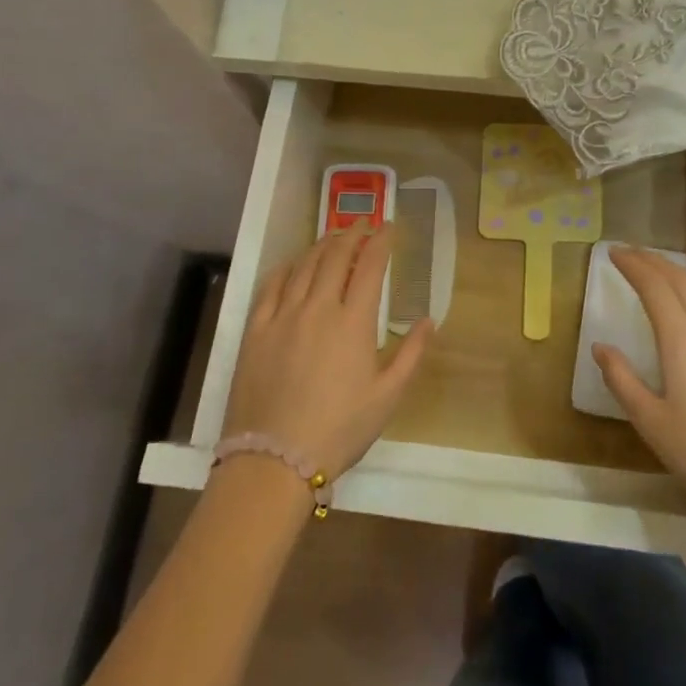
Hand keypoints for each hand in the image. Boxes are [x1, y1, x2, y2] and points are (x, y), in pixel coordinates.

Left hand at [224, 225, 431, 481]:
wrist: (274, 459)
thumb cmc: (339, 429)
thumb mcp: (388, 396)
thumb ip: (412, 353)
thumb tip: (429, 319)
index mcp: (353, 322)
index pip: (370, 266)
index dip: (381, 242)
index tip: (389, 228)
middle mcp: (318, 307)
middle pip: (335, 256)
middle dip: (352, 235)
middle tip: (362, 226)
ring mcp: (282, 316)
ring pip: (304, 265)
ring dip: (322, 245)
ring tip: (333, 237)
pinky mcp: (255, 330)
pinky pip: (271, 286)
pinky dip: (287, 267)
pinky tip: (294, 264)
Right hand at [593, 247, 685, 559]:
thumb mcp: (650, 422)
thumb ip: (622, 379)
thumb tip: (601, 347)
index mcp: (683, 341)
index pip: (655, 288)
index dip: (634, 266)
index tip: (614, 253)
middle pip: (684, 281)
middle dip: (656, 262)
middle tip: (633, 254)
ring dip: (681, 275)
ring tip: (661, 271)